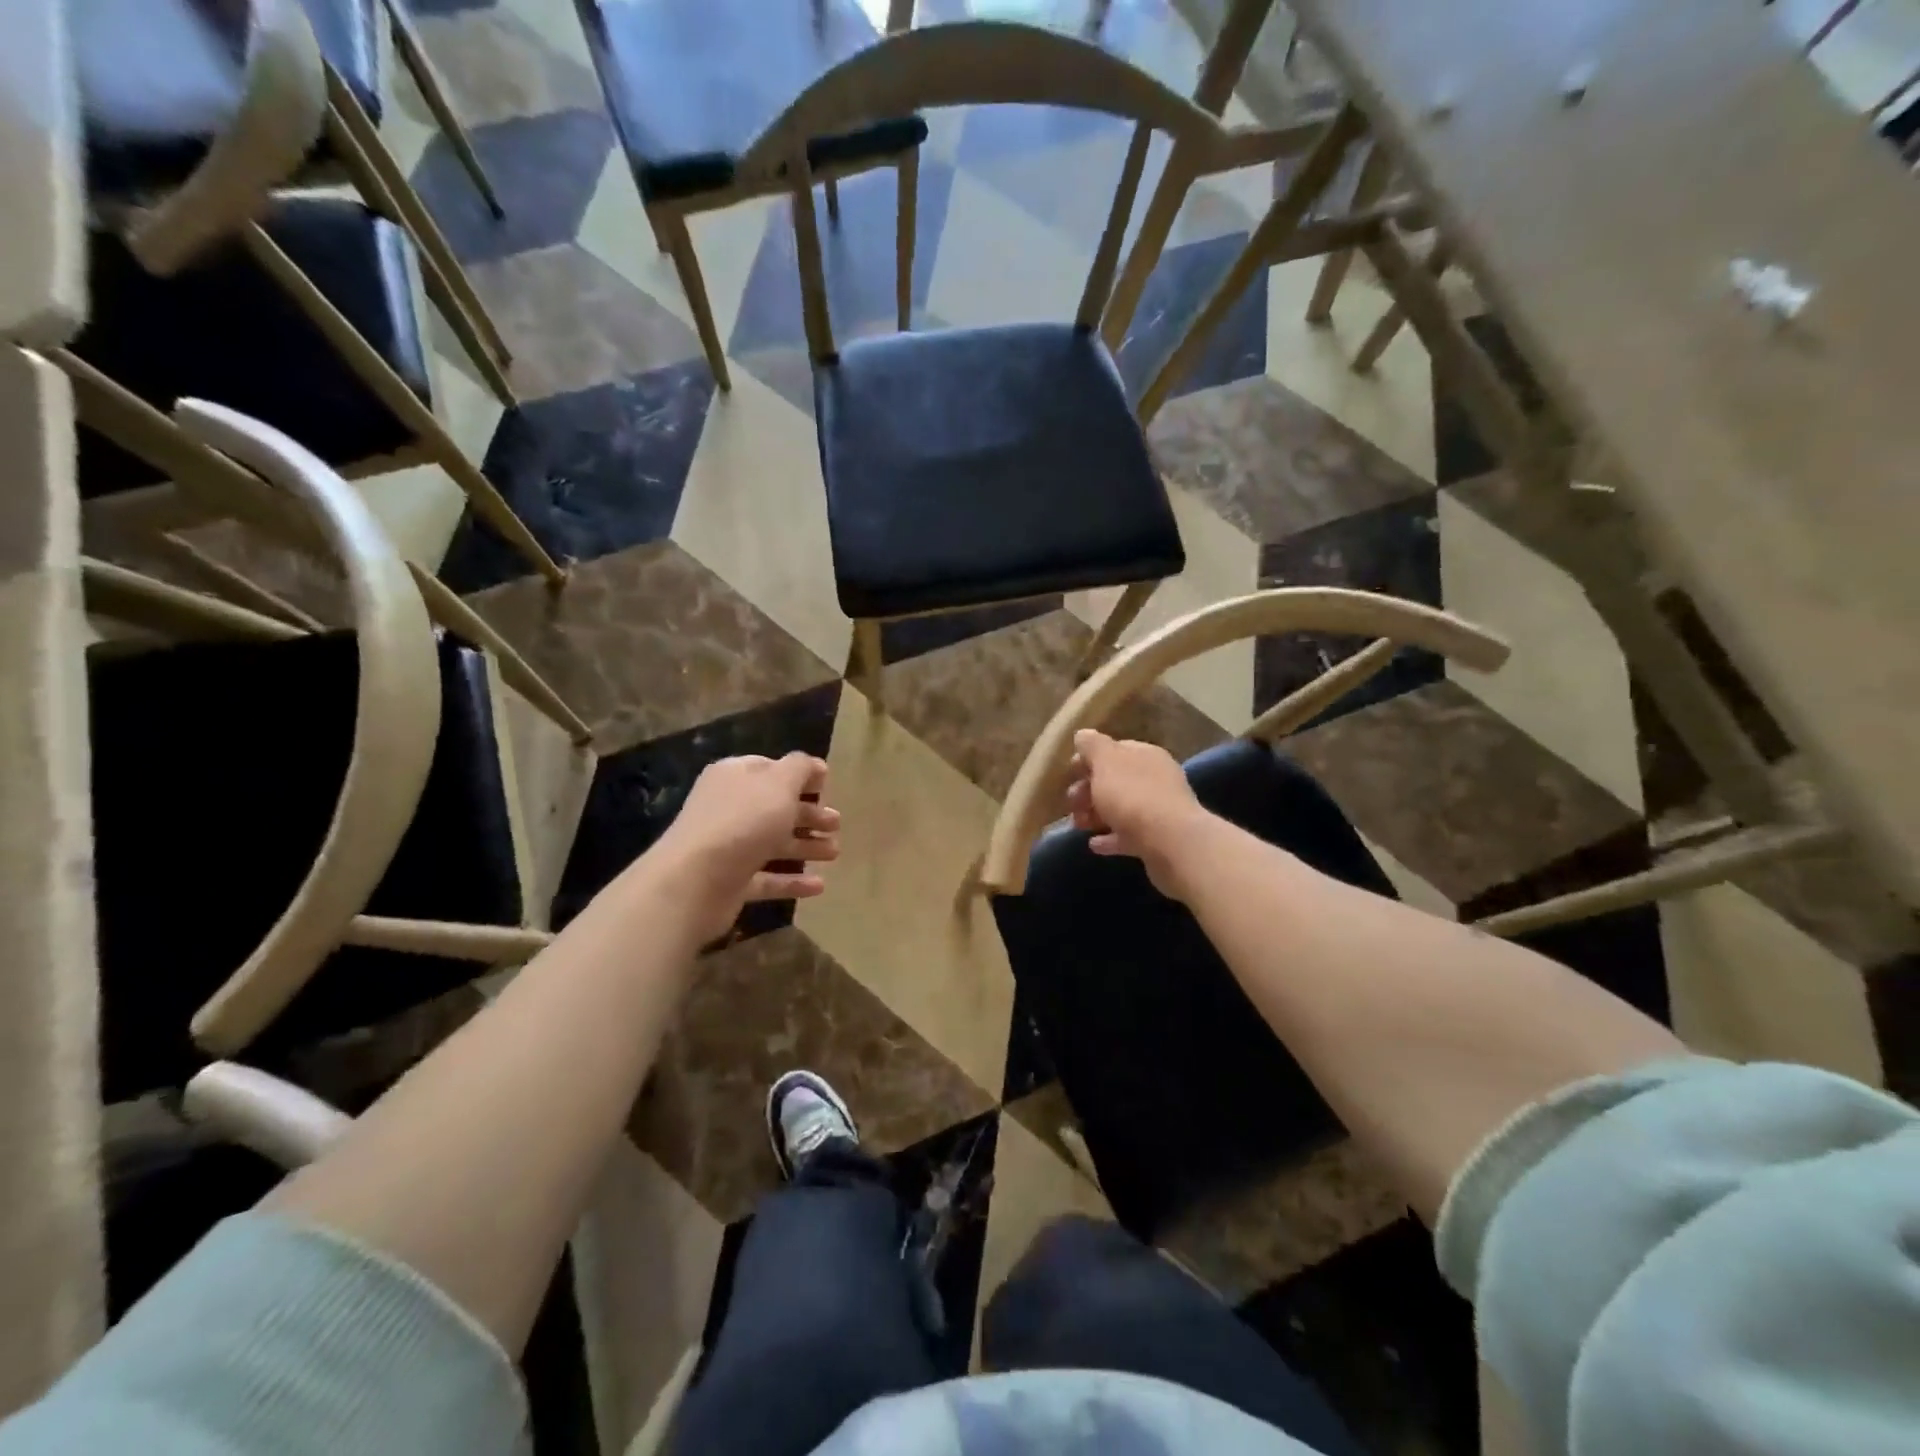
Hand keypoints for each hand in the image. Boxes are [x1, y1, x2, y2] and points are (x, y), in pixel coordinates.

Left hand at [651, 753, 840, 942]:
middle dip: (808, 815)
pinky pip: (767, 878)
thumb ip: (800, 768)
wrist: (695, 881)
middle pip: (775, 808)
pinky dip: (792, 880)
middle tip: (836, 824)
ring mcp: (728, 846)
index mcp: (735, 777)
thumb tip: (815, 766)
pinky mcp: (731, 882)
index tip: (827, 787)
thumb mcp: (779, 783)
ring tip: (835, 852)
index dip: (800, 776)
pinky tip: (820, 886)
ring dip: (805, 846)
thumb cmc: (742, 822)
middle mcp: (729, 808)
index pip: (770, 770)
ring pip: (773, 843)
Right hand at [1064, 730, 1210, 898]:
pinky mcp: (1157, 840)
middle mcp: (1155, 779)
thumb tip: (1083, 735)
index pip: (1113, 750)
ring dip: (1095, 814)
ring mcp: (1158, 811)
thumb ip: (1092, 745)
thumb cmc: (1133, 796)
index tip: (1068, 774)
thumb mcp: (1106, 762)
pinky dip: (1109, 838)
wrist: (1171, 843)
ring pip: (1120, 808)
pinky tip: (1093, 844)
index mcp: (1145, 755)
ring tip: (1078, 825)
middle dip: (1088, 790)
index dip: (1088, 760)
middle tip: (1071, 803)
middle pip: (1115, 781)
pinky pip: (1128, 835)